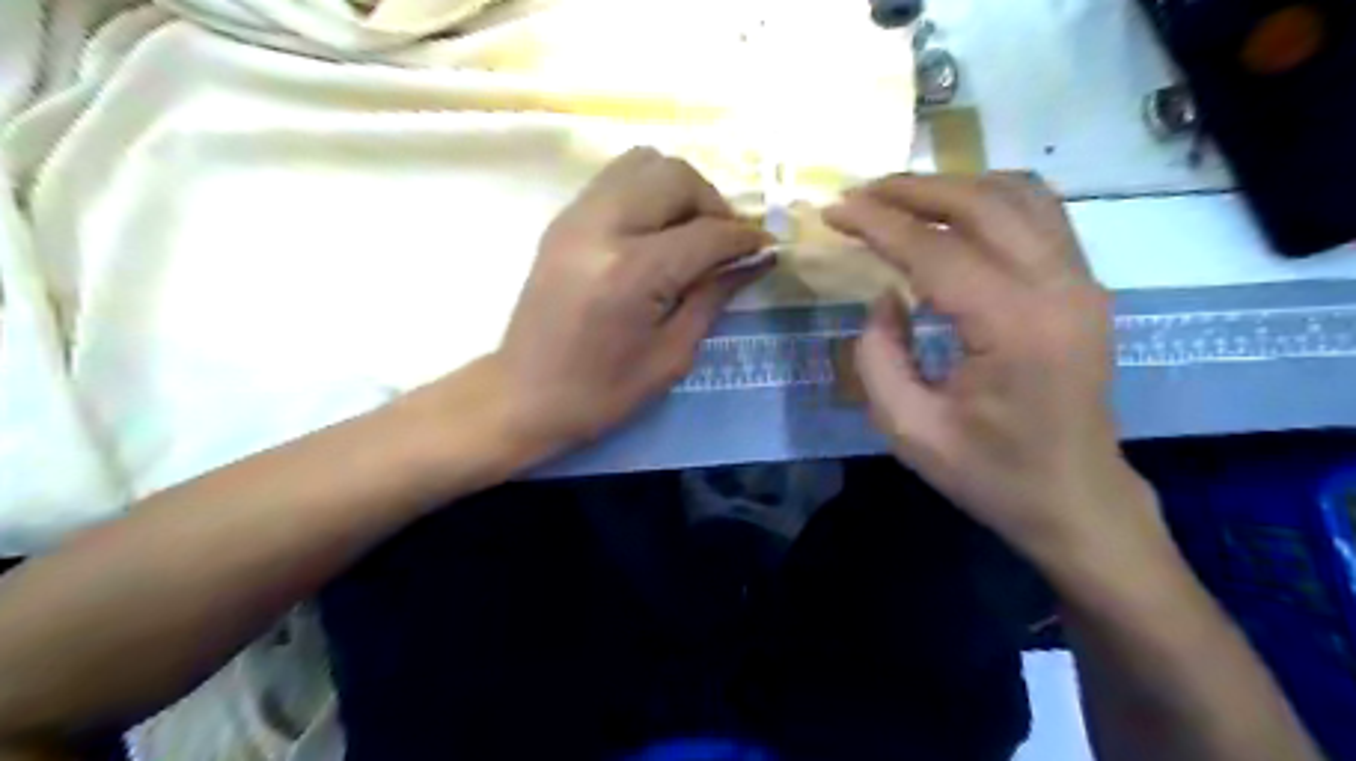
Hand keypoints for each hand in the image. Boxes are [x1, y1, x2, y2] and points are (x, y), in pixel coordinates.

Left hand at [491, 150, 767, 457]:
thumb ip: (714, 296)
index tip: (766, 248)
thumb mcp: (672, 355)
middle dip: (713, 203)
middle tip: (724, 242)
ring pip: (644, 162)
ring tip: (690, 231)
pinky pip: (617, 178)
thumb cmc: (603, 391)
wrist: (525, 395)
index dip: (745, 238)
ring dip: (679, 189)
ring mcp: (576, 216)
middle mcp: (603, 227)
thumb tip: (756, 259)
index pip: (707, 233)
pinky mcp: (564, 219)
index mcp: (633, 272)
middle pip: (676, 176)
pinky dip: (648, 191)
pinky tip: (657, 231)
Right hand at [828, 174, 1164, 564]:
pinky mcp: (1084, 285)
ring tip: (898, 196)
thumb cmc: (990, 473)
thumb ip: (878, 357)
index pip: (937, 251)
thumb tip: (885, 296)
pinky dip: (989, 198)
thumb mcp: (909, 430)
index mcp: (1014, 328)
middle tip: (860, 192)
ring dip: (952, 186)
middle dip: (912, 190)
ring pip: (1018, 195)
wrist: (1075, 498)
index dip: (879, 225)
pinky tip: (952, 212)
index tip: (834, 210)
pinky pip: (1039, 213)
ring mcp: (1081, 281)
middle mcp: (1058, 288)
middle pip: (983, 204)